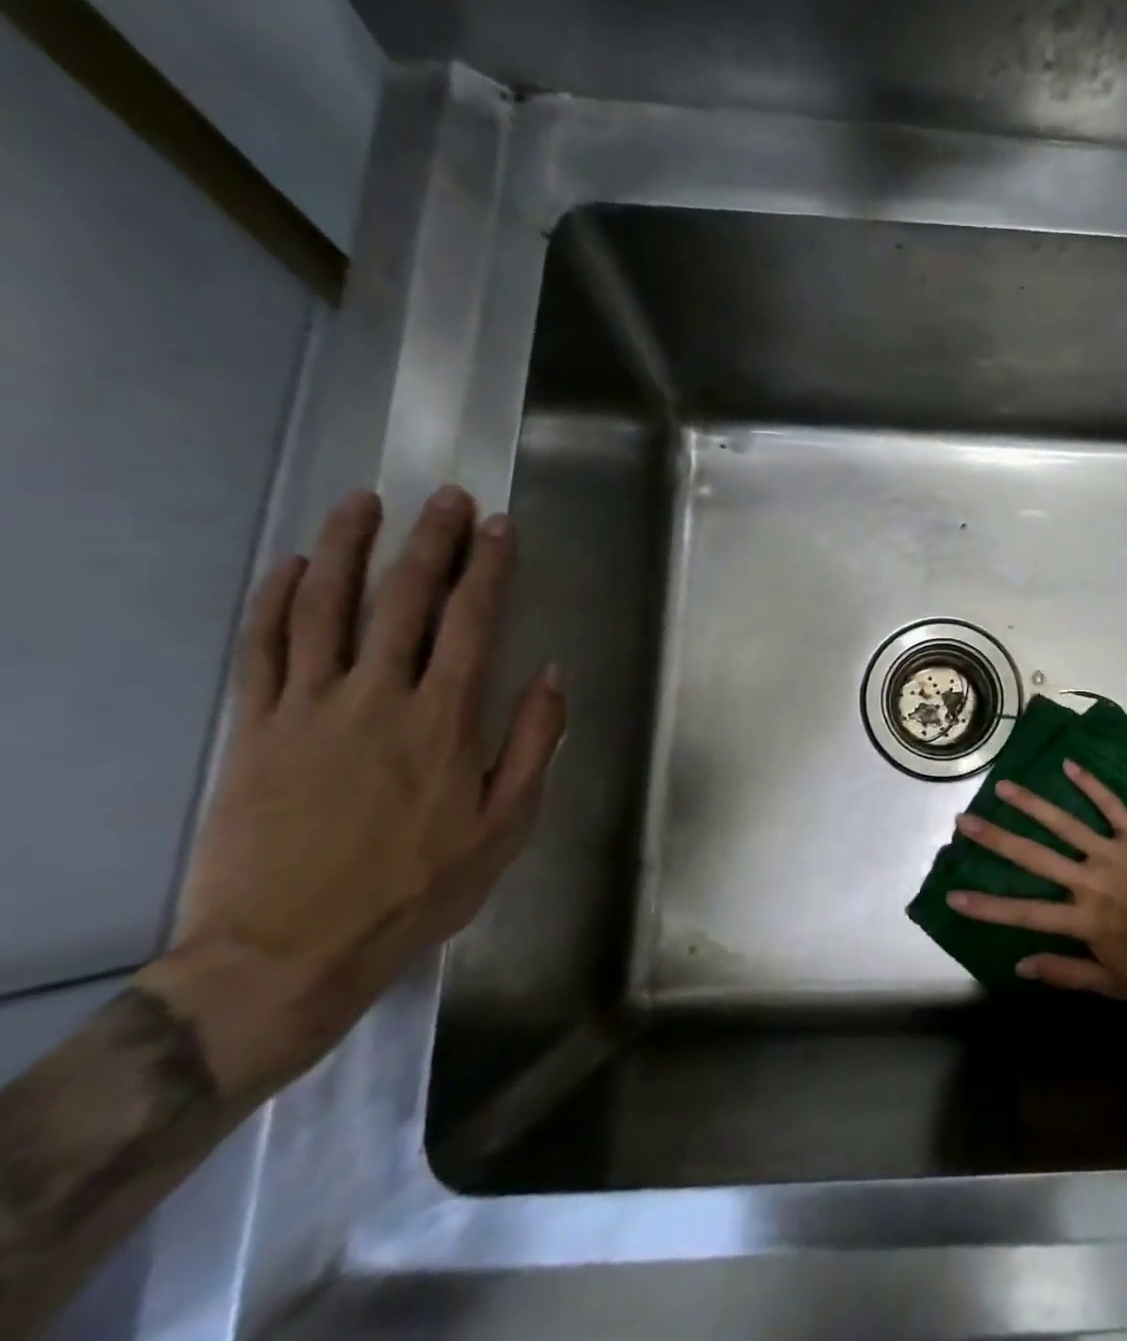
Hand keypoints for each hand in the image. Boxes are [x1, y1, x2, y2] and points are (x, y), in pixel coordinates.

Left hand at [136, 487, 565, 1098]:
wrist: (287, 951)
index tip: (499, 526)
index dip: (488, 568)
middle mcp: (378, 696)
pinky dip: (275, 601)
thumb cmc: (416, 887)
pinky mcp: (256, 729)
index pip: (471, 621)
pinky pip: (262, 649)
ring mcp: (308, 708)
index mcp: (445, 720)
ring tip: (363, 503)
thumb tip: (550, 675)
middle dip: (430, 540)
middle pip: (403, 599)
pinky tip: (288, 567)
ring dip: (346, 548)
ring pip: (326, 608)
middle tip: (445, 496)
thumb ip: (533, 744)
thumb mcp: (506, 825)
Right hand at [946, 761, 1126, 1003]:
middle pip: (1034, 857)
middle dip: (996, 839)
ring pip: (1065, 823)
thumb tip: (1021, 965)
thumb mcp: (1116, 986)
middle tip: (965, 820)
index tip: (952, 894)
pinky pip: (1112, 806)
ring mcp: (1113, 854)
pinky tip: (1070, 765)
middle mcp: (1089, 881)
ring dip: (1032, 804)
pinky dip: (1091, 785)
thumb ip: (1067, 974)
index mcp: (1082, 920)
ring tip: (1003, 786)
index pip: (1023, 912)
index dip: (986, 906)